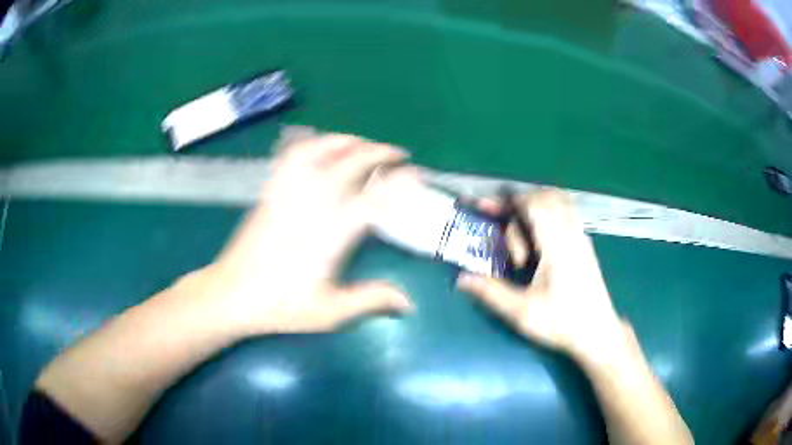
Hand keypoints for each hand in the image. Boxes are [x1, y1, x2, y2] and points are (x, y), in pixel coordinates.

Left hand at [199, 134, 414, 336]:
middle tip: (399, 154)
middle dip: (379, 152)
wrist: (231, 294)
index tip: (417, 174)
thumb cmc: (280, 305)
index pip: (373, 198)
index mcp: (330, 233)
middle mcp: (311, 203)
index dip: (399, 182)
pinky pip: (292, 156)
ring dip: (348, 141)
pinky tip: (322, 146)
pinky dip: (312, 144)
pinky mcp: (272, 191)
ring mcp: (288, 192)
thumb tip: (410, 302)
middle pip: (350, 163)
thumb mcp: (330, 312)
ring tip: (364, 143)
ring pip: (320, 150)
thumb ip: (371, 300)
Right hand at [457, 190, 625, 363]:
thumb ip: (491, 293)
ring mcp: (581, 237)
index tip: (485, 207)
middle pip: (546, 196)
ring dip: (534, 206)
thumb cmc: (562, 323)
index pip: (535, 204)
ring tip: (516, 229)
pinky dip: (546, 214)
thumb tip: (462, 278)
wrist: (598, 333)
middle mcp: (572, 233)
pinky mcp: (584, 244)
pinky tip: (535, 239)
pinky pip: (565, 213)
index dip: (508, 201)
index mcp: (557, 246)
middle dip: (518, 202)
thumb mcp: (523, 313)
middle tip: (497, 217)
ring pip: (558, 202)